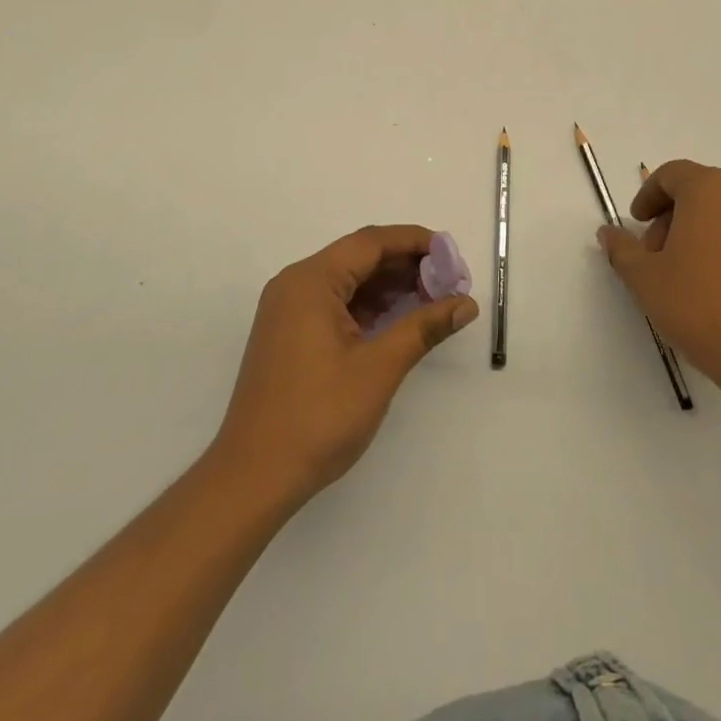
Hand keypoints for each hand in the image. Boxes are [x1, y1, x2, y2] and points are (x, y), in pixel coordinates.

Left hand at [212, 225, 477, 506]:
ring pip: (348, 281)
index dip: (415, 242)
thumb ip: (424, 327)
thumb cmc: (318, 417)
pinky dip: (369, 306)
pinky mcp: (290, 335)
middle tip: (450, 282)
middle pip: (359, 257)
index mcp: (310, 281)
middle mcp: (295, 285)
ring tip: (433, 300)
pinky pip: (335, 304)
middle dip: (406, 265)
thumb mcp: (379, 368)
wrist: (254, 477)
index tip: (452, 255)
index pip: (370, 242)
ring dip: (390, 286)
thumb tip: (467, 304)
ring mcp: (288, 311)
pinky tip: (399, 320)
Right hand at [598, 161, 720, 440]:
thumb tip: (609, 233)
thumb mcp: (646, 280)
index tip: (637, 225)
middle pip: (703, 192)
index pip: (672, 174)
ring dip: (706, 232)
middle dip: (675, 218)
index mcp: (712, 188)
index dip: (648, 196)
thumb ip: (622, 249)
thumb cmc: (705, 309)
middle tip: (659, 257)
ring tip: (691, 276)